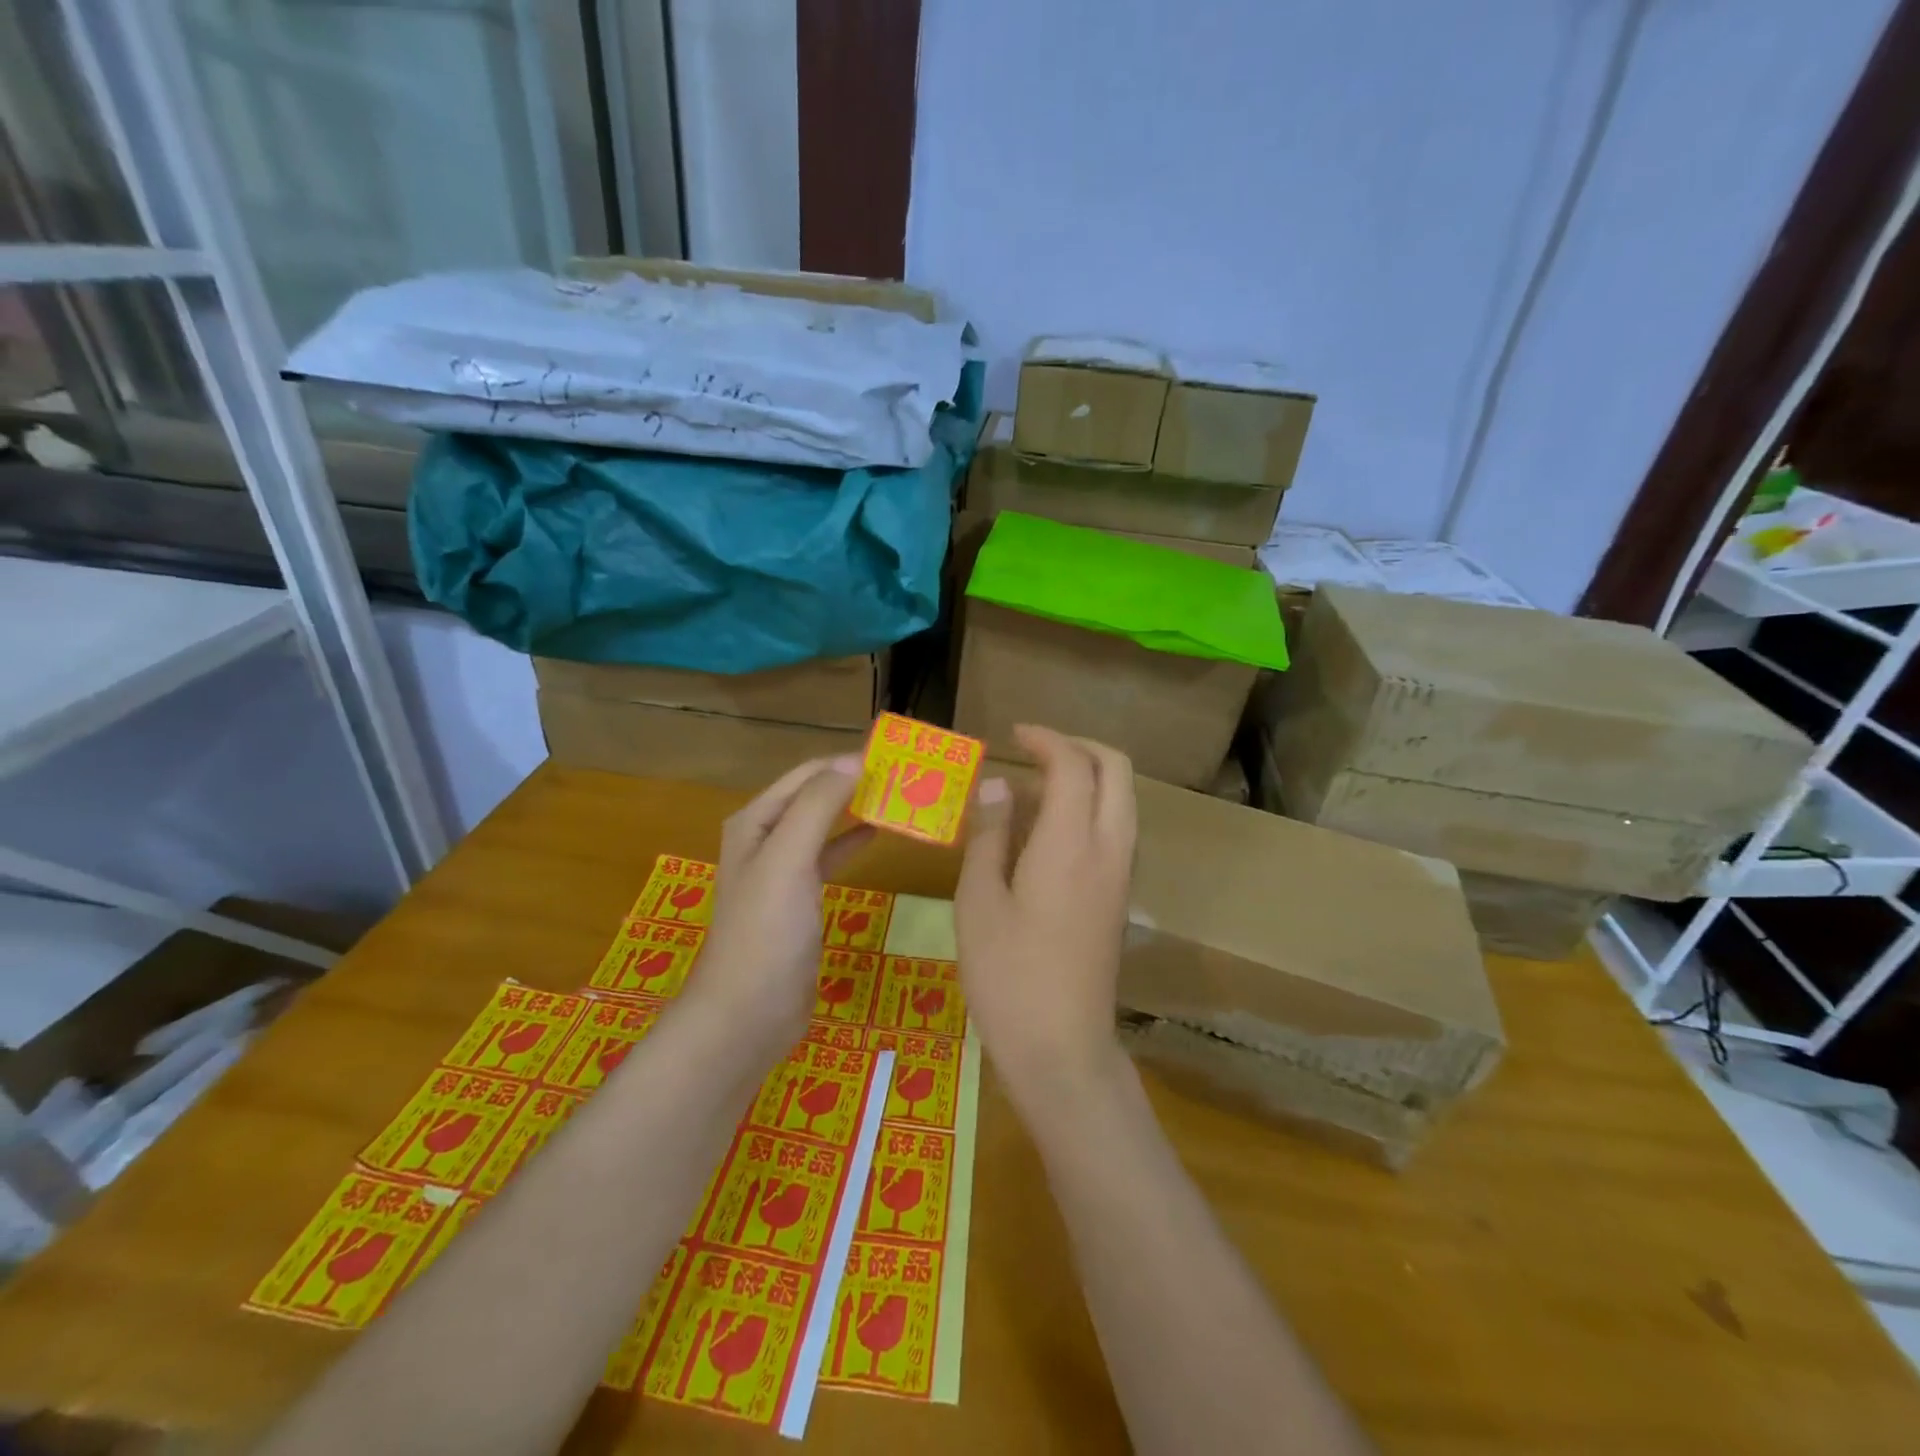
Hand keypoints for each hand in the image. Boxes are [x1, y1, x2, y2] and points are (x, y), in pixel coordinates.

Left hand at [682, 755, 873, 1063]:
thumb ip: (818, 806)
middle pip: (815, 796)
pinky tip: (876, 835)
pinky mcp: (799, 900)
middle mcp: (765, 838)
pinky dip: (852, 842)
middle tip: (905, 777)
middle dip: (855, 783)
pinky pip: (828, 857)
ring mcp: (782, 870)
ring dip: (856, 809)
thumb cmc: (766, 931)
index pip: (808, 773)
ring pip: (824, 825)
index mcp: (756, 821)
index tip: (896, 758)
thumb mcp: (788, 859)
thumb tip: (855, 761)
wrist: (748, 1013)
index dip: (848, 762)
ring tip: (899, 799)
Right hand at [955, 725, 1136, 1104]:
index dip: (1045, 738)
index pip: (1073, 764)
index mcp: (1071, 843)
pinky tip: (1044, 835)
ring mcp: (1122, 874)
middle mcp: (1109, 848)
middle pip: (1116, 770)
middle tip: (1034, 750)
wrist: (1062, 1049)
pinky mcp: (1120, 897)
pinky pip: (1115, 830)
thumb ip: (990, 835)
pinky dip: (1089, 810)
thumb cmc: (1008, 975)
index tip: (1013, 734)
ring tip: (1031, 793)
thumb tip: (999, 787)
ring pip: (1121, 799)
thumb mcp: (979, 901)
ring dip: (1085, 778)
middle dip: (1079, 747)